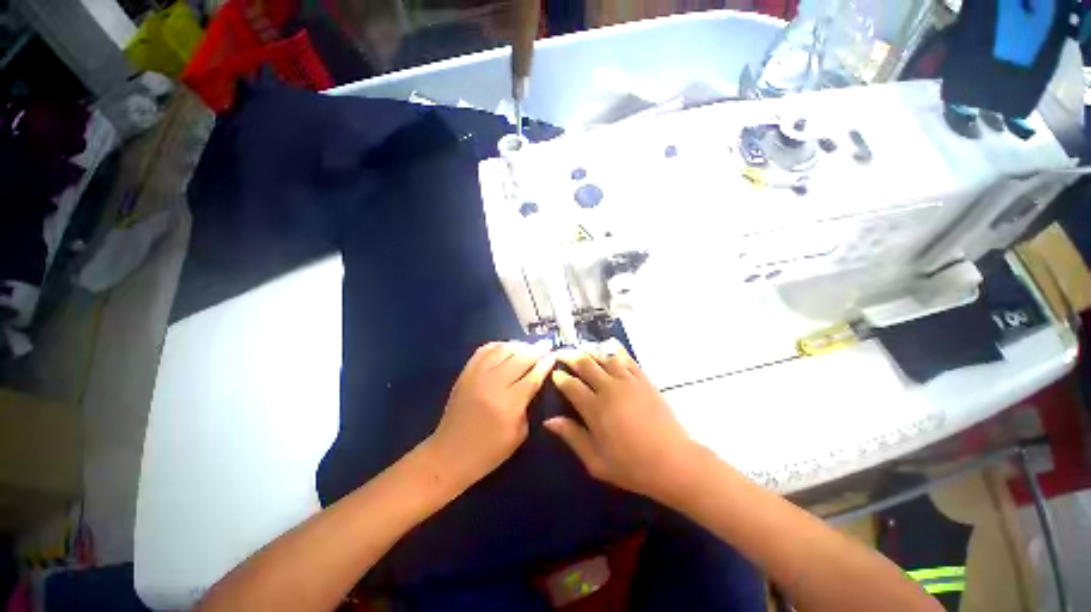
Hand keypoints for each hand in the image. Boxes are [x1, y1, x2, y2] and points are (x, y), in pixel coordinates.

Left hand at [427, 341, 554, 487]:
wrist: (449, 454)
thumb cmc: (488, 452)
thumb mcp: (518, 435)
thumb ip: (528, 407)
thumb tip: (534, 385)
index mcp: (509, 403)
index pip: (533, 376)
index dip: (545, 364)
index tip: (554, 356)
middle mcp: (494, 384)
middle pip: (520, 358)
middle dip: (536, 349)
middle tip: (547, 344)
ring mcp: (477, 376)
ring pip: (502, 350)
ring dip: (519, 345)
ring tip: (529, 345)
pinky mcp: (465, 373)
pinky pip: (484, 351)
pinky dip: (498, 345)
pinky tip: (506, 347)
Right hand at [545, 340, 698, 503]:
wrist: (674, 462)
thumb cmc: (632, 466)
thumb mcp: (596, 461)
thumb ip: (572, 437)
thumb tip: (549, 421)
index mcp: (595, 409)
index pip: (571, 385)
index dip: (560, 377)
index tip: (555, 374)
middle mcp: (610, 389)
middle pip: (586, 364)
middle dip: (570, 356)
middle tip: (561, 353)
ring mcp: (628, 382)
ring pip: (605, 357)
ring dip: (591, 351)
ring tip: (581, 348)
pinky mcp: (644, 380)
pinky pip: (627, 359)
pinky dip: (616, 350)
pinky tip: (610, 345)